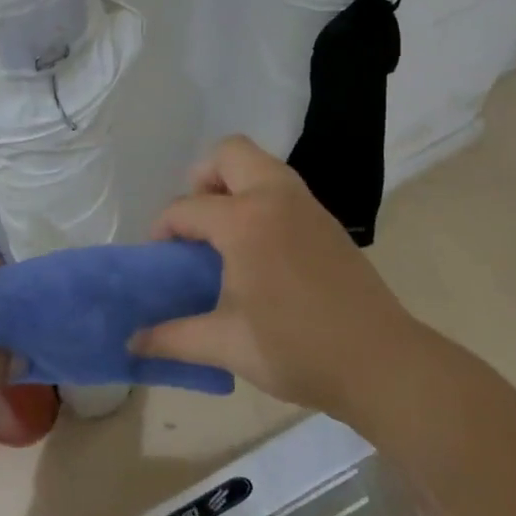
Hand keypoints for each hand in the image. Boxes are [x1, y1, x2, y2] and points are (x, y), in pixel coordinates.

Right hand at [130, 135, 415, 415]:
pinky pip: (281, 186)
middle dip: (201, 178)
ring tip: (223, 232)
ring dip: (233, 184)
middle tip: (196, 223)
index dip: (163, 229)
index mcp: (245, 222)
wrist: (382, 363)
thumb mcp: (228, 345)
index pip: (186, 208)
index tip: (159, 258)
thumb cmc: (298, 350)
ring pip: (260, 164)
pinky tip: (258, 246)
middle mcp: (274, 198)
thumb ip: (173, 338)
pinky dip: (259, 197)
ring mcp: (306, 204)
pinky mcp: (326, 220)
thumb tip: (132, 343)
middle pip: (229, 153)